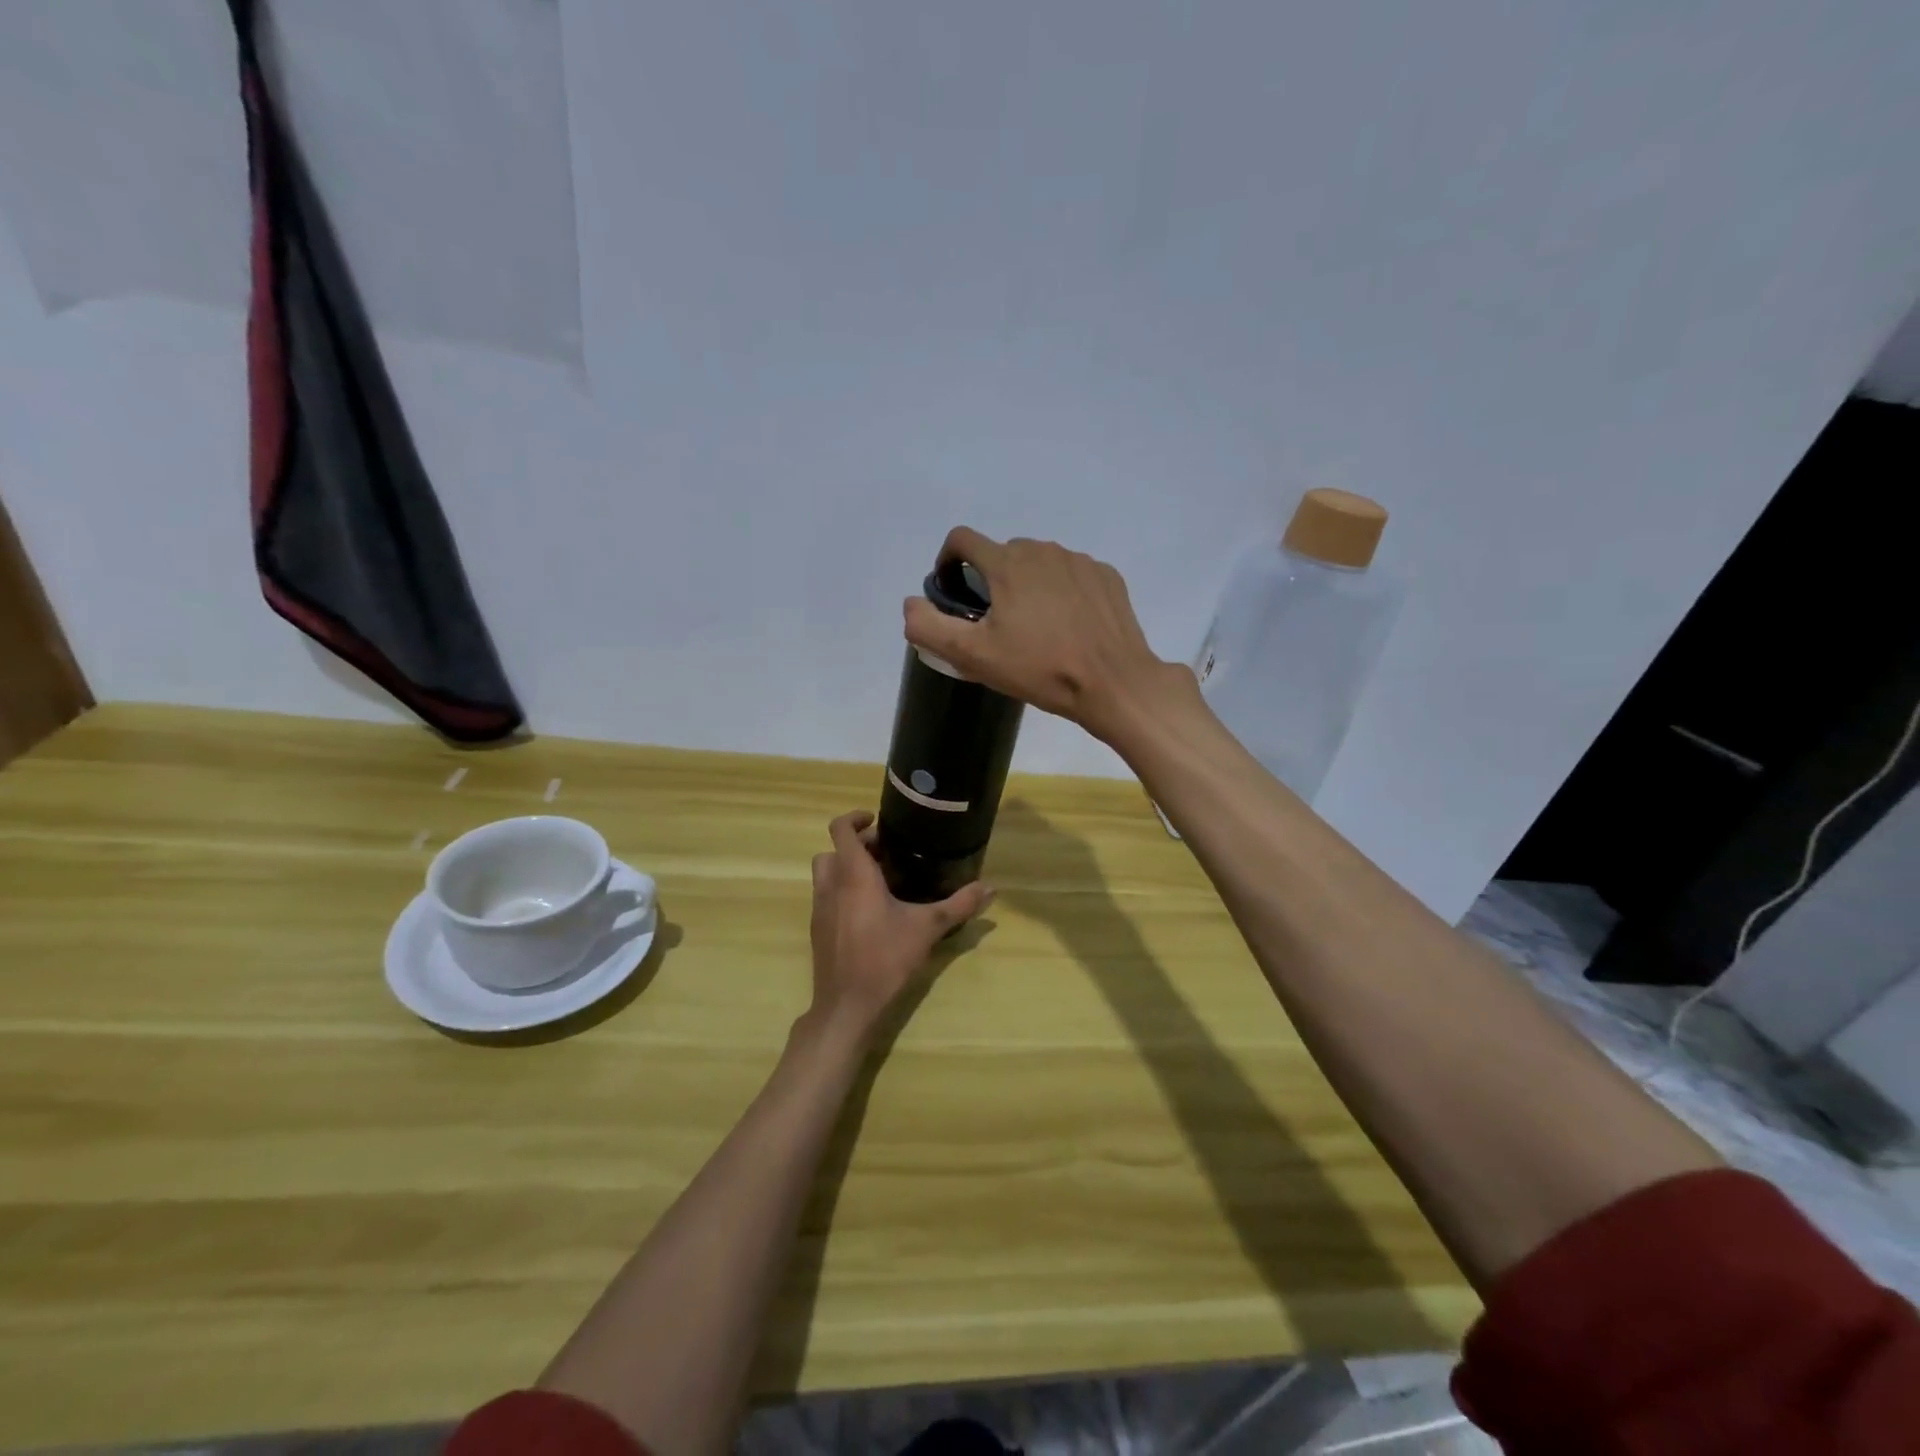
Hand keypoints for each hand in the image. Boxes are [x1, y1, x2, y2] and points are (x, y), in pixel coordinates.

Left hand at [807, 810, 992, 1040]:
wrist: (848, 1005)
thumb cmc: (886, 958)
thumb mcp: (928, 928)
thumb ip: (959, 905)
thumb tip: (989, 888)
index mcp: (854, 875)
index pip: (840, 829)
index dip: (855, 818)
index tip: (877, 820)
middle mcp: (831, 885)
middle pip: (833, 850)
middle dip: (857, 845)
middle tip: (887, 852)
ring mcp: (820, 908)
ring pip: (825, 873)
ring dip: (846, 867)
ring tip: (878, 878)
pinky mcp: (818, 929)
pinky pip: (826, 896)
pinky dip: (842, 890)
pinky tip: (870, 911)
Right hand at [902, 527, 1181, 743]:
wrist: (1113, 683)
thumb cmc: (1040, 669)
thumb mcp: (973, 656)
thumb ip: (929, 626)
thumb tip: (911, 603)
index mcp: (1008, 562)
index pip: (962, 539)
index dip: (948, 560)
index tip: (953, 592)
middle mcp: (1043, 550)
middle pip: (1003, 553)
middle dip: (992, 580)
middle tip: (996, 624)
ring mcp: (1080, 561)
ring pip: (1040, 563)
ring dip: (1028, 585)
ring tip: (1035, 627)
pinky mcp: (1107, 576)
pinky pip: (1073, 575)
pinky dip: (1062, 592)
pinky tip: (1069, 626)